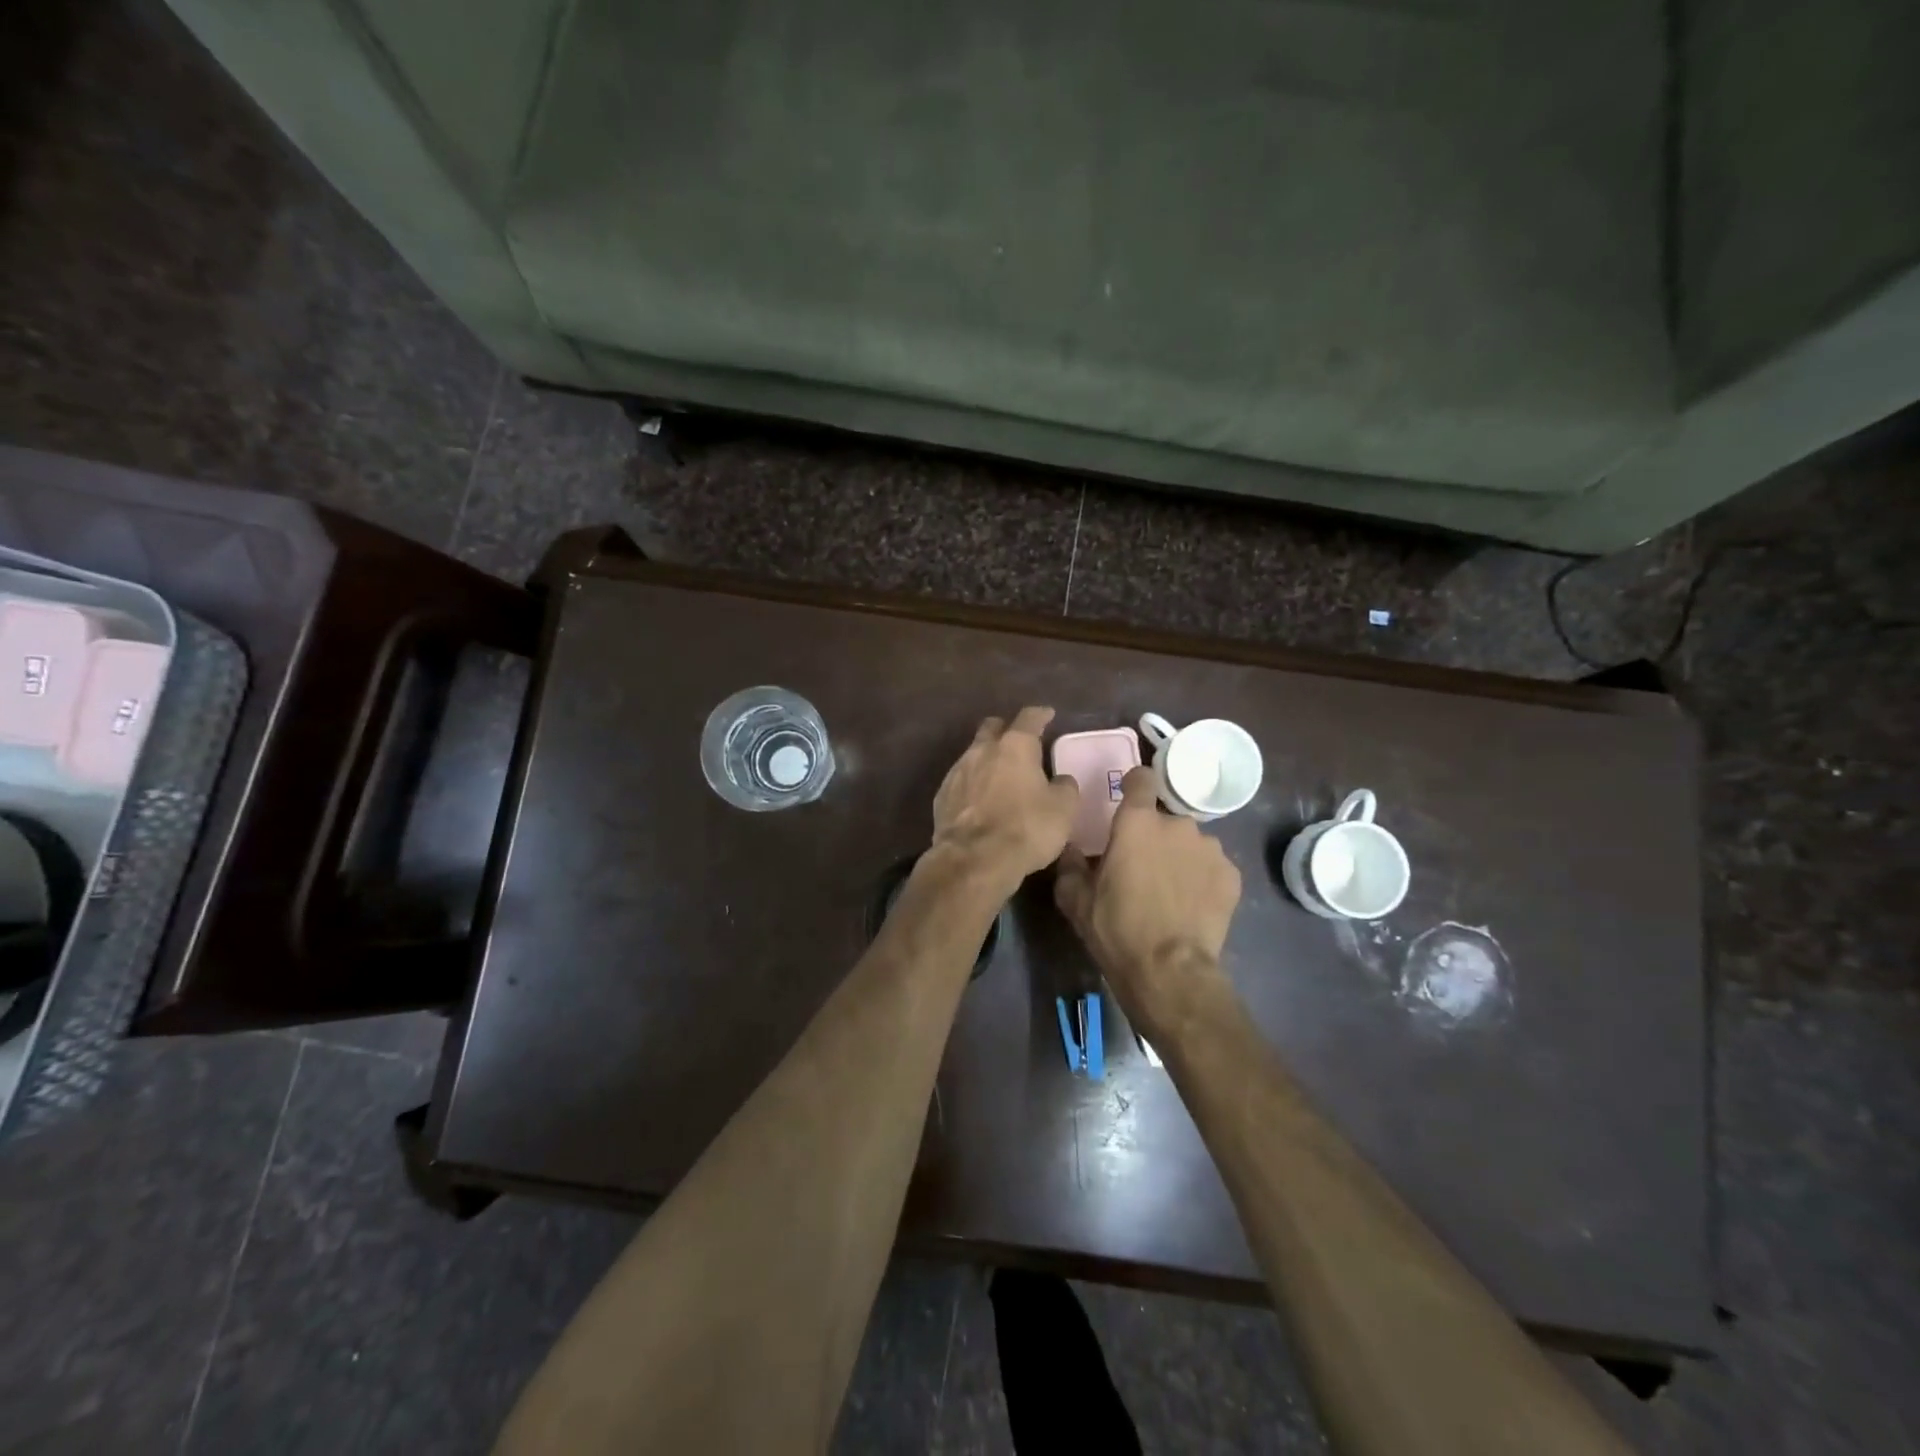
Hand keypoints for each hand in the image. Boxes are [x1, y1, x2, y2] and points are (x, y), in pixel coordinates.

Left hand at [929, 707, 1080, 896]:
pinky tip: (980, 800)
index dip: (1040, 714)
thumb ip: (1065, 787)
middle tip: (1018, 741)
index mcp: (1015, 746)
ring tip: (999, 775)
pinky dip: (973, 785)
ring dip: (987, 760)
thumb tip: (1060, 780)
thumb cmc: (1026, 828)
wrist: (973, 860)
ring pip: (973, 754)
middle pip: (992, 728)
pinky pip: (960, 781)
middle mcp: (982, 750)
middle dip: (1005, 729)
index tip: (1047, 715)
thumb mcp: (1063, 809)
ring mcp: (957, 772)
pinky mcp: (941, 797)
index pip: (1029, 718)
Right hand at [1054, 767, 1240, 1041]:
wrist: (1169, 971)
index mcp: (1136, 822)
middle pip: (1164, 819)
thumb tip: (1071, 848)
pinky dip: (1203, 879)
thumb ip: (1070, 864)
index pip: (1141, 778)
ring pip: (1191, 843)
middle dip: (1155, 837)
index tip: (1129, 801)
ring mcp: (1210, 848)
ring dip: (1180, 857)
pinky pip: (1212, 868)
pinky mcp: (1232, 875)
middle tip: (1143, 868)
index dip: (1135, 786)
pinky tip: (1192, 906)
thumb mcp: (1075, 899)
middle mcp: (1176, 824)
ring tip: (1171, 891)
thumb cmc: (1116, 928)